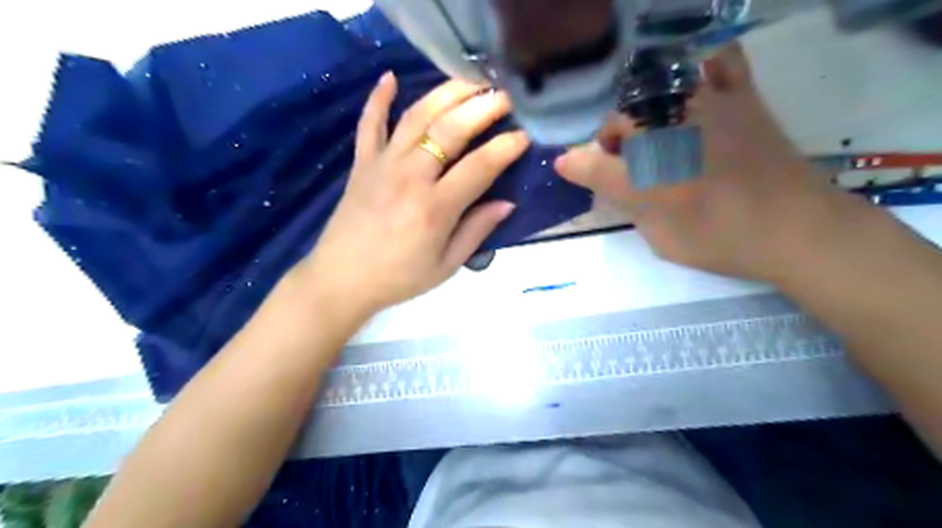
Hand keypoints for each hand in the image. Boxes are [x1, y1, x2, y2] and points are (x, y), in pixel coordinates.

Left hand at [297, 74, 525, 313]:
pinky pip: (369, 124)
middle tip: (506, 95)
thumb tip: (507, 203)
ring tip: (469, 81)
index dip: (505, 147)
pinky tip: (389, 77)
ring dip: (445, 93)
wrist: (342, 280)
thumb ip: (477, 231)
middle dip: (482, 107)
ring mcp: (382, 164)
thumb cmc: (399, 277)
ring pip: (416, 116)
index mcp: (435, 208)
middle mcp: (411, 177)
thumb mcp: (446, 265)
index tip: (524, 135)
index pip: (480, 166)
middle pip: (450, 129)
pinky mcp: (362, 163)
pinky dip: (378, 99)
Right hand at [554, 44, 854, 281]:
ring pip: (652, 91)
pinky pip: (718, 64)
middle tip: (622, 166)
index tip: (568, 168)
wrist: (795, 229)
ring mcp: (703, 106)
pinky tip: (696, 89)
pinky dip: (702, 70)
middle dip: (610, 143)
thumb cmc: (717, 240)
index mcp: (641, 171)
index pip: (591, 161)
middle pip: (617, 121)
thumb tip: (584, 173)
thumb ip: (618, 199)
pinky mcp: (739, 98)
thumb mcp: (656, 234)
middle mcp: (664, 131)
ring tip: (652, 135)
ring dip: (641, 113)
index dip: (575, 165)